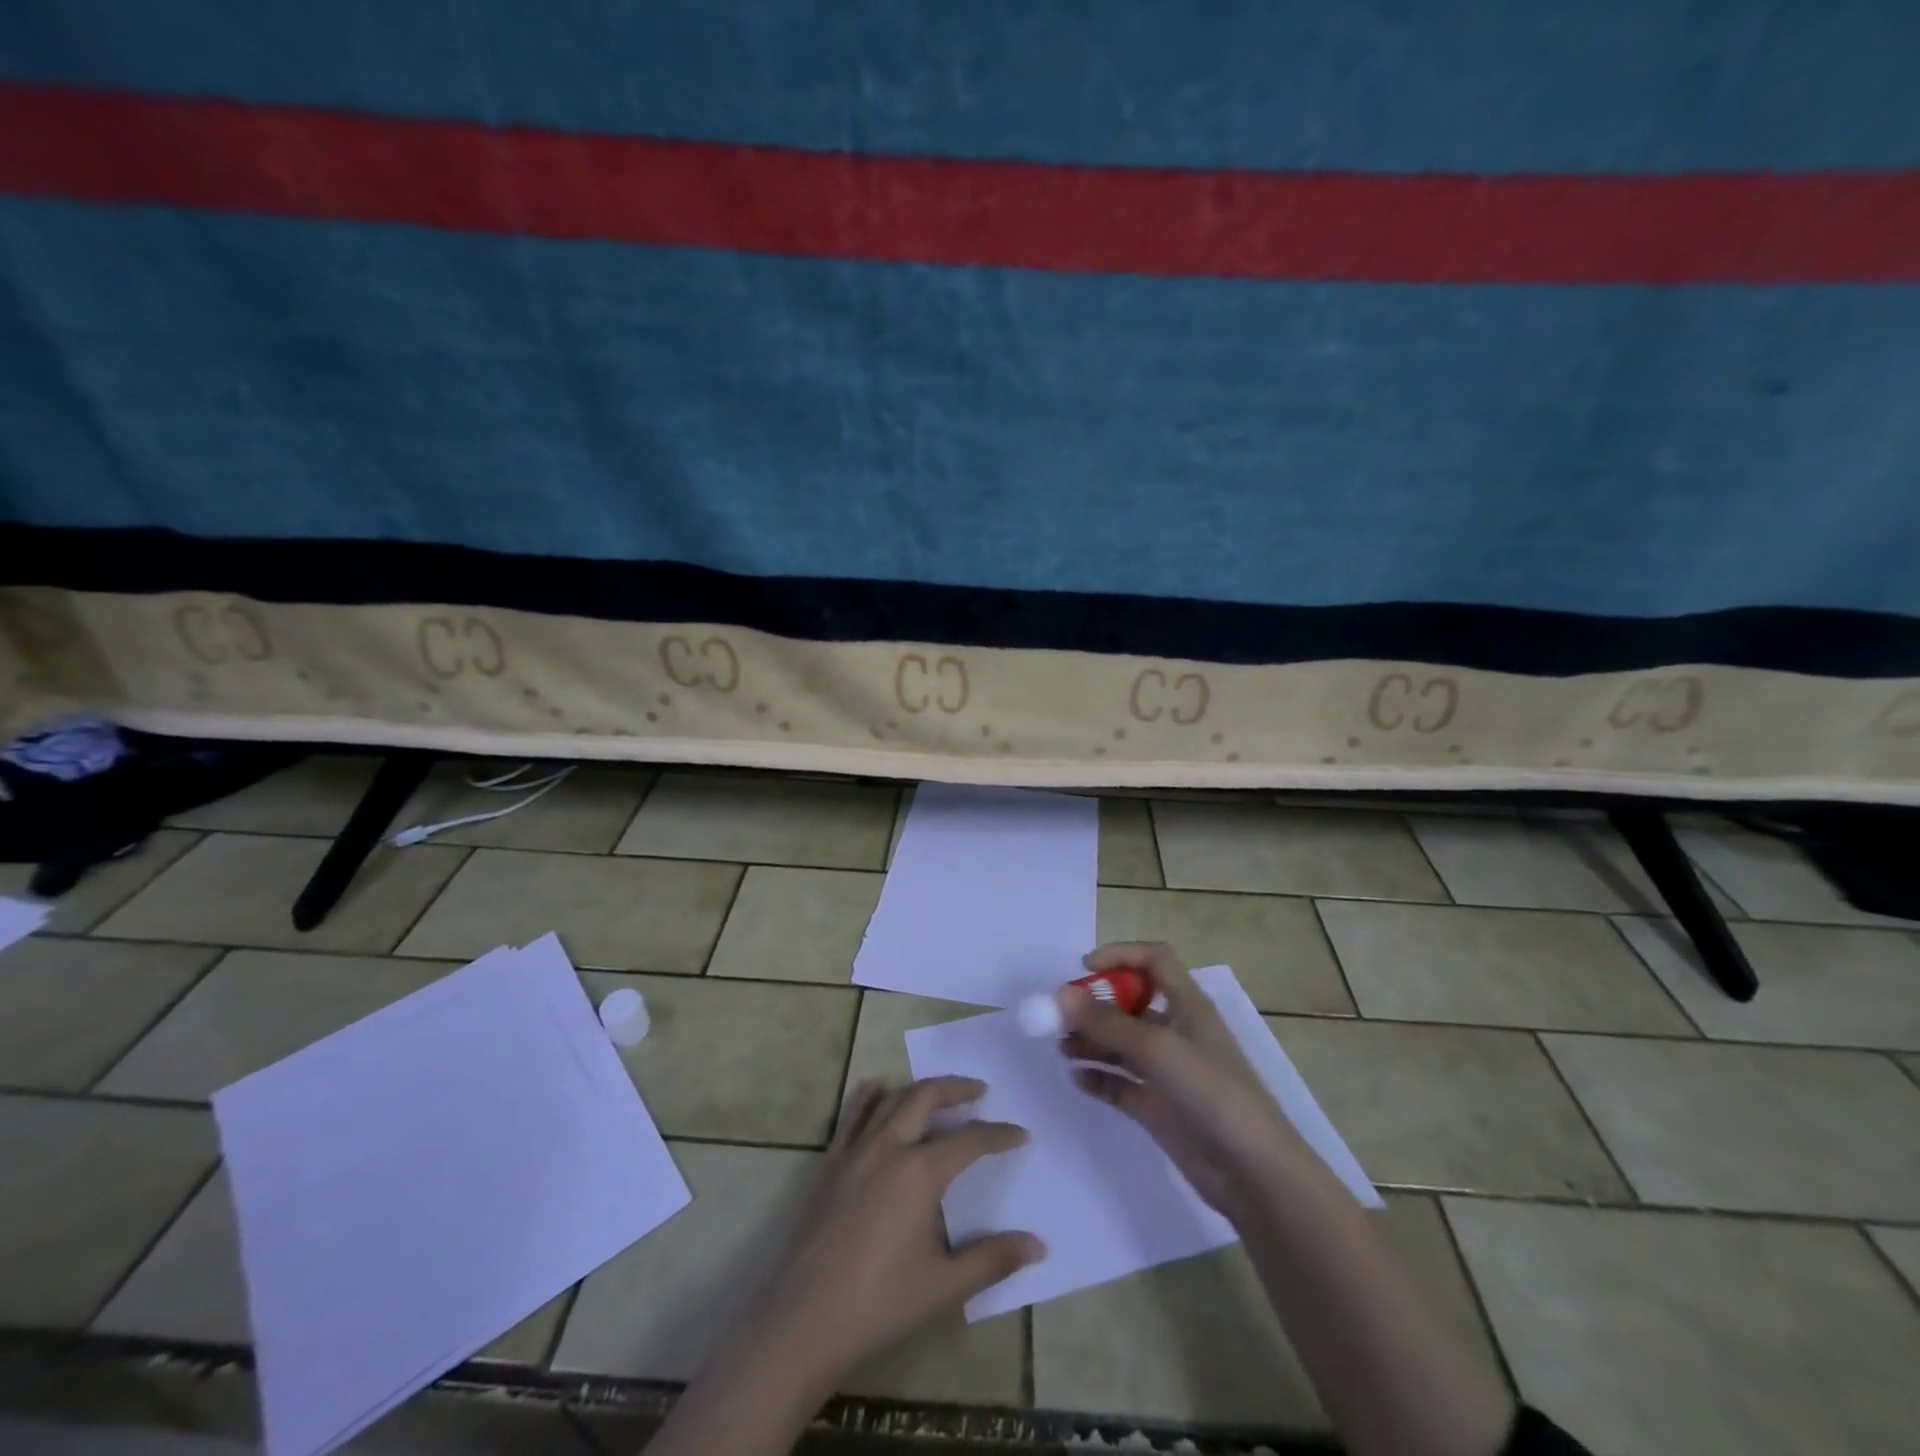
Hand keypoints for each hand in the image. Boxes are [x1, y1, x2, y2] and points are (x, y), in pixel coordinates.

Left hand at [747, 1075, 1043, 1389]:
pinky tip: (876, 1087)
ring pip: (891, 1100)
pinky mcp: (830, 1164)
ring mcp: (855, 1151)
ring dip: (919, 1090)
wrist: (803, 1321)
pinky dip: (868, 1096)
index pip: (970, 1141)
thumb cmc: (879, 1305)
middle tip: (979, 1091)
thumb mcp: (944, 1286)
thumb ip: (992, 1260)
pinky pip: (851, 1115)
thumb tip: (1038, 1245)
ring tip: (938, 1093)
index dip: (998, 1135)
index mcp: (921, 1172)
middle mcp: (889, 1147)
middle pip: (926, 1097)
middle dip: (956, 1088)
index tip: (1020, 1134)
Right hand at [1060, 941, 1305, 1217]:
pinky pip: (1120, 1082)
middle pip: (1129, 1003)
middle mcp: (1176, 1030)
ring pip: (1120, 1043)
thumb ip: (1106, 1021)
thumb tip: (1060, 993)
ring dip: (1090, 1040)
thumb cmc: (1210, 1091)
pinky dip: (1098, 1077)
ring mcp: (1166, 1070)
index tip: (1084, 969)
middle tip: (1059, 1017)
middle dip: (1094, 1005)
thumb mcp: (1157, 1048)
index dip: (1120, 955)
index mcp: (1187, 1004)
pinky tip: (1078, 1079)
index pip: (1154, 960)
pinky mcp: (1158, 1105)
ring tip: (1062, 1048)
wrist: (1251, 1171)